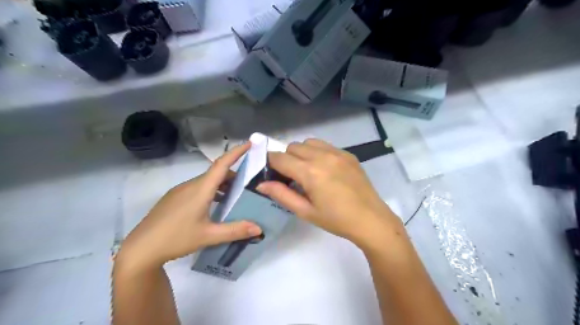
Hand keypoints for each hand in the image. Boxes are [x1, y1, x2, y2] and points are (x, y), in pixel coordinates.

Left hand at [116, 144, 262, 272]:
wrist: (140, 249)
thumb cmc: (176, 238)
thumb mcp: (209, 236)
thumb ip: (235, 230)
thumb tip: (259, 228)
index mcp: (200, 189)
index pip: (221, 164)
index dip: (236, 152)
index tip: (249, 143)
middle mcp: (190, 185)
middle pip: (216, 173)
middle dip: (233, 174)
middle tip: (249, 183)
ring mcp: (179, 191)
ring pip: (206, 181)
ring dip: (222, 184)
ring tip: (234, 196)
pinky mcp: (173, 198)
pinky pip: (197, 187)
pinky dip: (210, 190)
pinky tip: (214, 205)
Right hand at [256, 138, 401, 247]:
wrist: (370, 219)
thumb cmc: (336, 220)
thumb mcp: (305, 211)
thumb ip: (281, 195)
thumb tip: (261, 184)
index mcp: (310, 172)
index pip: (280, 158)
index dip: (269, 163)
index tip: (269, 171)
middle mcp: (322, 156)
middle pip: (293, 146)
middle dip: (286, 158)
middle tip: (290, 176)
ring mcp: (337, 153)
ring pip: (309, 142)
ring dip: (302, 152)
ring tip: (307, 170)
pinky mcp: (348, 154)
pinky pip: (325, 145)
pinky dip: (318, 152)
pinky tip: (324, 169)